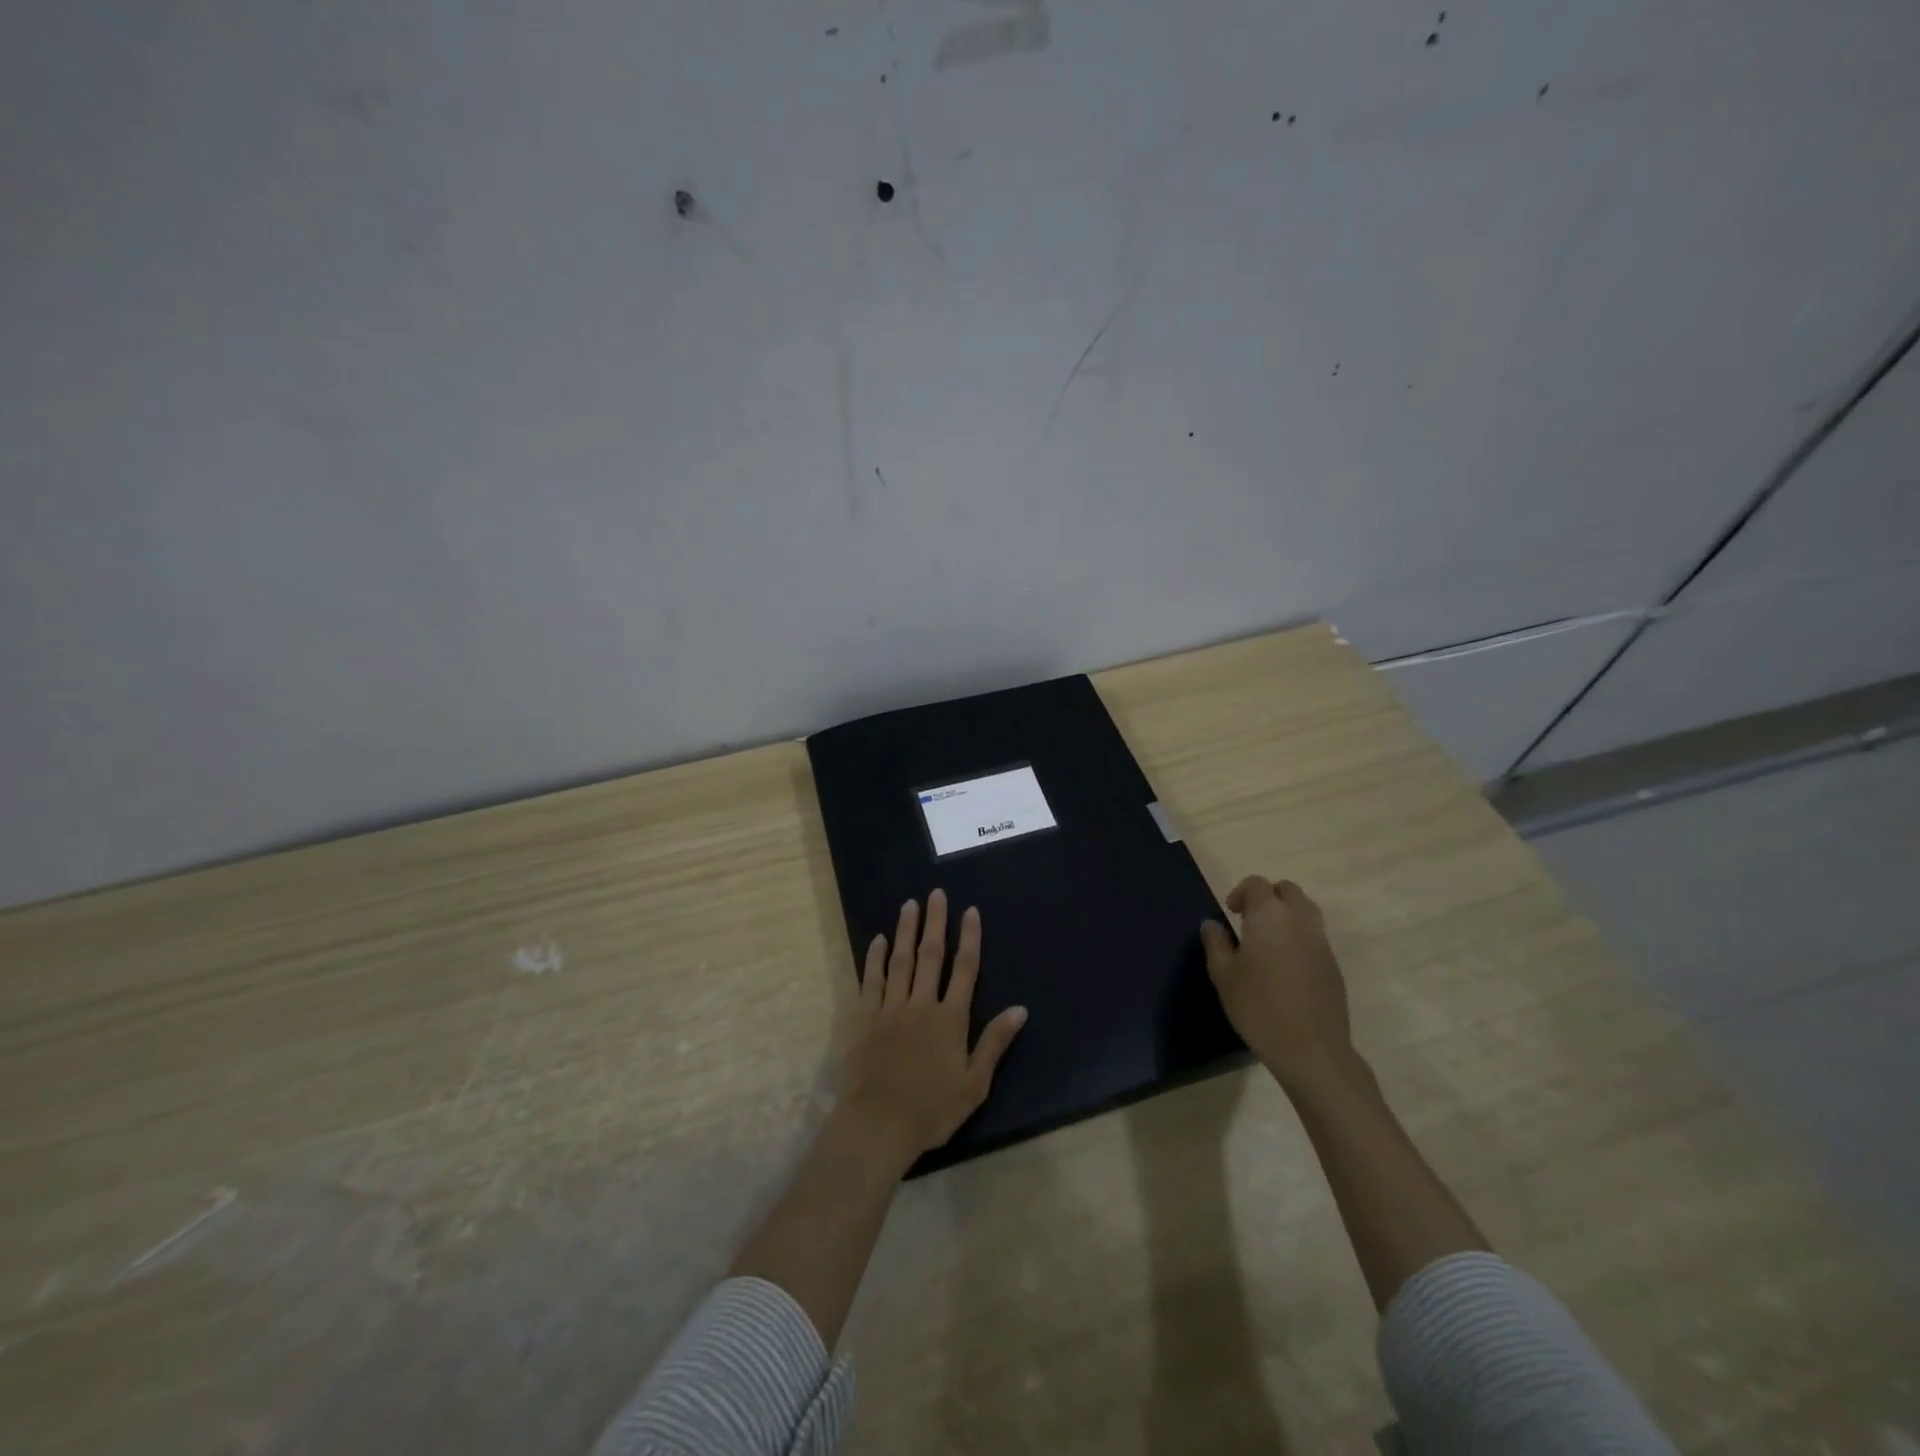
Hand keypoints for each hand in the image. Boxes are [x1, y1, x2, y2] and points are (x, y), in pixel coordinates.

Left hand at [840, 890, 1027, 1163]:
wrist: (878, 1123)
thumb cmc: (931, 1109)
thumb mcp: (974, 1083)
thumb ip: (995, 1042)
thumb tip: (1020, 1009)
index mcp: (950, 1019)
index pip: (965, 969)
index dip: (969, 938)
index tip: (970, 911)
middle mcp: (921, 1004)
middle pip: (931, 956)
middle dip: (936, 923)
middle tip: (936, 894)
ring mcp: (890, 1009)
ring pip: (900, 961)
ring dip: (906, 931)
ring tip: (909, 905)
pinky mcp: (865, 1019)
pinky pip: (871, 981)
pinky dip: (874, 959)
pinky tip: (878, 940)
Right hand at [1200, 877, 1356, 1091]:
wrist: (1310, 1049)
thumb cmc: (1258, 1007)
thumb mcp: (1223, 975)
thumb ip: (1216, 943)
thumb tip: (1212, 924)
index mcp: (1270, 916)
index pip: (1258, 884)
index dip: (1241, 892)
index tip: (1230, 913)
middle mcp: (1300, 920)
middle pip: (1288, 891)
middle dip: (1268, 897)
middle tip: (1250, 921)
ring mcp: (1321, 942)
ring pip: (1306, 911)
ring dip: (1287, 915)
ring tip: (1268, 941)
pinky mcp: (1334, 965)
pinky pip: (1315, 936)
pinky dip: (1300, 938)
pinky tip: (1286, 967)